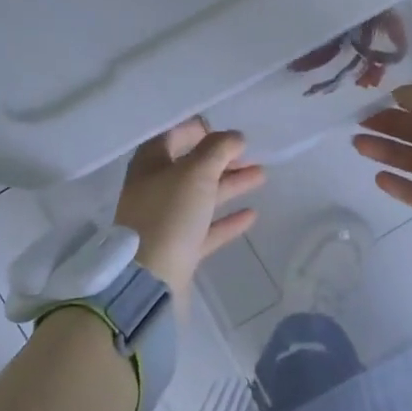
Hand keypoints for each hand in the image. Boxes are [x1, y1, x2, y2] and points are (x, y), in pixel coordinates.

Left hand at [115, 120, 263, 294]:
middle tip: (251, 154)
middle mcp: (155, 190)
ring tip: (261, 176)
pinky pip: (206, 228)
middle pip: (191, 168)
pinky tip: (251, 214)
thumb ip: (218, 149)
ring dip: (230, 184)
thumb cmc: (169, 214)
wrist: (150, 279)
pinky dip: (227, 219)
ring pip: (202, 196)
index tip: (226, 132)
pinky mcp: (179, 248)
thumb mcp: (196, 172)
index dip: (197, 131)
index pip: (172, 137)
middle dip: (222, 160)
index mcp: (150, 166)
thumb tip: (235, 136)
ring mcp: (166, 221)